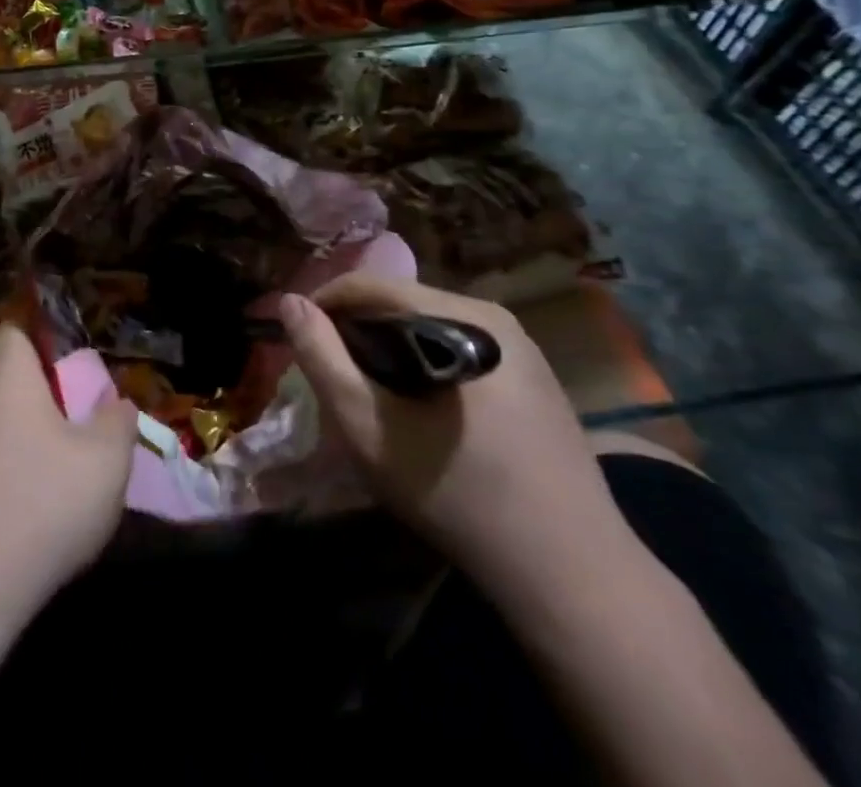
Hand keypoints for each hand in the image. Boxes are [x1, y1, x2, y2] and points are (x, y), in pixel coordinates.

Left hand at [0, 323, 135, 631]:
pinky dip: (10, 470)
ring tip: (65, 467)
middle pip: (11, 377)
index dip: (45, 334)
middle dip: (46, 392)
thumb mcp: (105, 462)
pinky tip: (33, 507)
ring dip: (30, 435)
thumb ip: (118, 422)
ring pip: (0, 421)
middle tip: (83, 418)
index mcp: (7, 378)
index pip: (16, 329)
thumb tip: (116, 403)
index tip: (75, 360)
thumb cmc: (40, 507)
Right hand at [281, 274, 627, 592]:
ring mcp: (521, 346)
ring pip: (428, 325)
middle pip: (401, 302)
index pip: (371, 285)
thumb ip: (322, 358)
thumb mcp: (369, 427)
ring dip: (389, 347)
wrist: (572, 577)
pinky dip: (424, 363)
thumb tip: (288, 302)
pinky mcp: (533, 376)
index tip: (297, 341)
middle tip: (332, 375)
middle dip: (356, 330)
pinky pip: (458, 346)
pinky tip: (419, 407)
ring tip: (369, 391)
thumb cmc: (459, 495)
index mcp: (462, 317)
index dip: (323, 305)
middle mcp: (495, 316)